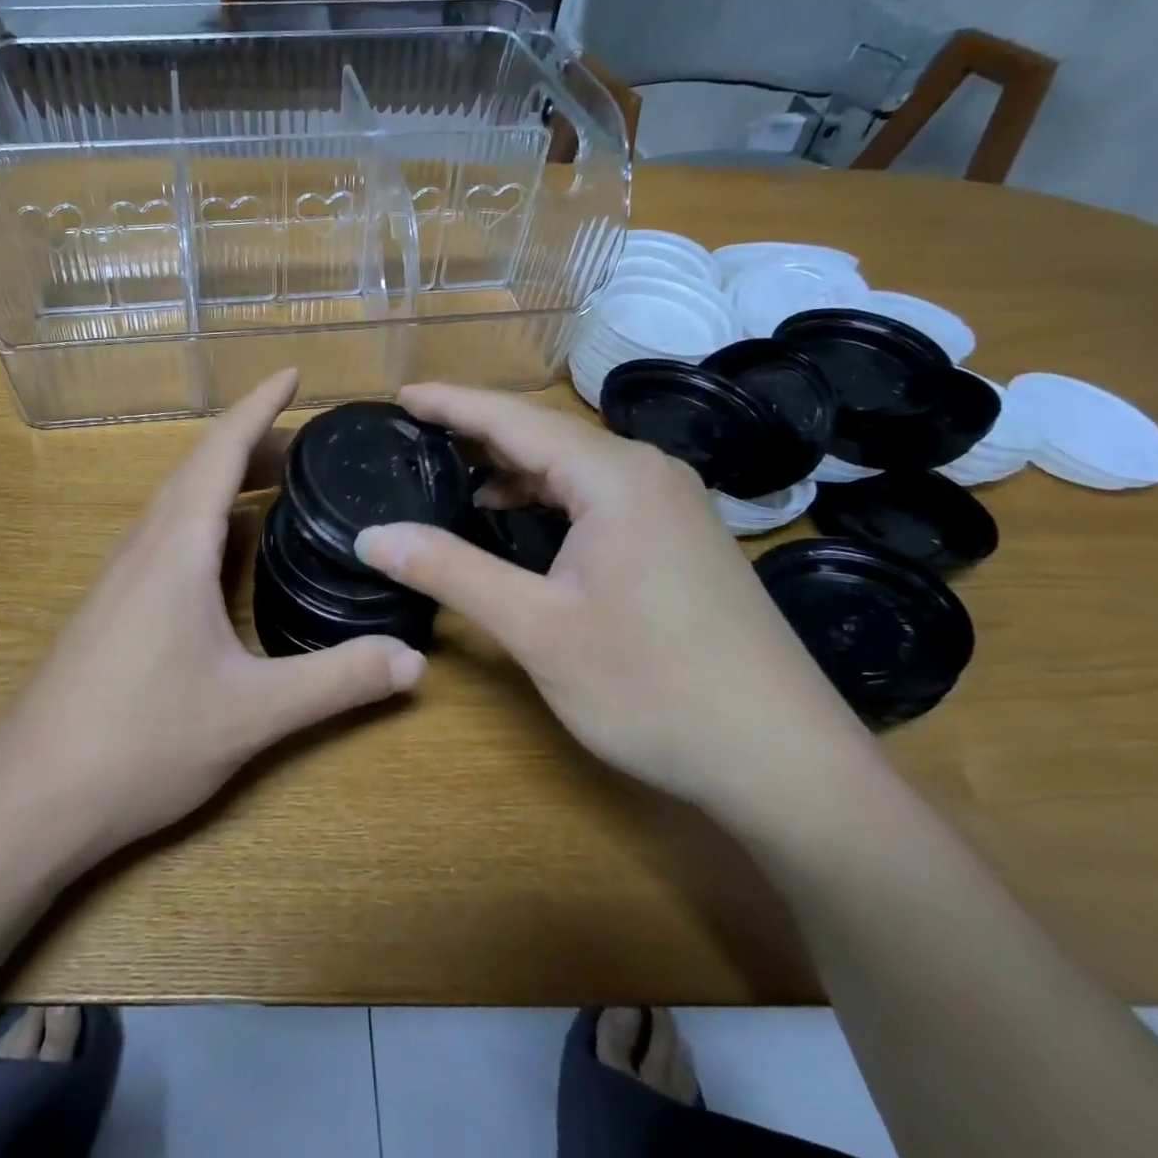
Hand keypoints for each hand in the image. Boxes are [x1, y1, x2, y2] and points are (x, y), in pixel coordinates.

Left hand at [0, 370, 425, 863]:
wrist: (28, 799)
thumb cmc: (139, 741)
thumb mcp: (252, 713)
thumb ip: (338, 681)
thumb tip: (415, 659)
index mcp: (175, 546)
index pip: (221, 450)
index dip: (259, 406)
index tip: (293, 374)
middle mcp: (144, 546)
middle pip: (200, 468)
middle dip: (255, 443)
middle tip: (311, 446)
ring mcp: (121, 576)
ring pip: (178, 501)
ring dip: (226, 479)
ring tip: (278, 485)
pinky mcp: (112, 606)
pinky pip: (166, 535)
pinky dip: (206, 517)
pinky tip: (226, 552)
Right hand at [352, 384, 871, 818]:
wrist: (785, 764)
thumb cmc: (655, 688)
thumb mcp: (538, 629)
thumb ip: (450, 571)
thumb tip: (372, 535)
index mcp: (615, 477)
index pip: (514, 420)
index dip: (452, 404)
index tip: (401, 394)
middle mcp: (648, 474)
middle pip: (545, 436)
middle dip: (476, 434)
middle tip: (413, 436)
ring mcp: (671, 506)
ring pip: (573, 468)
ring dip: (512, 469)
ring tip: (453, 476)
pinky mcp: (678, 539)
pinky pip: (597, 497)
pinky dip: (547, 499)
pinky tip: (518, 521)